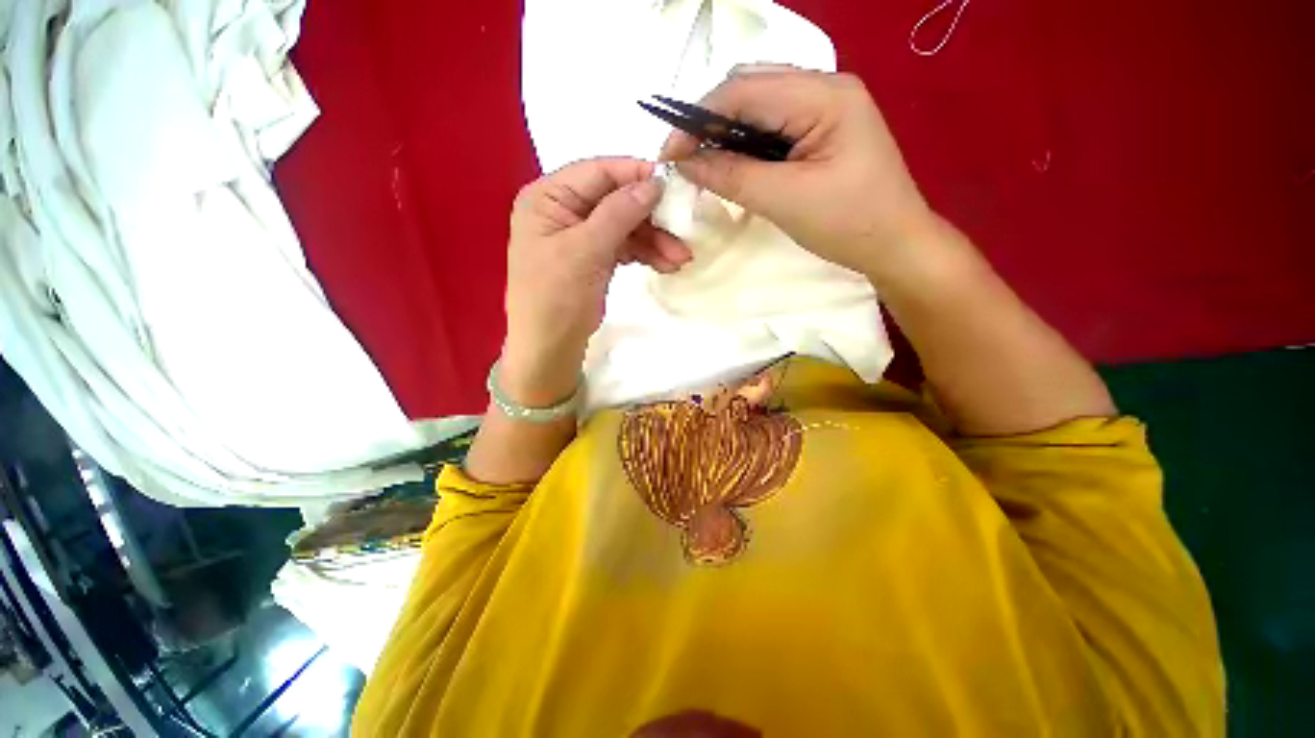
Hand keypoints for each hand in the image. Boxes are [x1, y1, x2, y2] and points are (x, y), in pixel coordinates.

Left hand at [502, 157, 691, 404]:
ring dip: (654, 241)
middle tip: (682, 235)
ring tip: (681, 259)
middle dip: (650, 219)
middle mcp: (564, 210)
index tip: (672, 183)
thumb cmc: (557, 296)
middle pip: (616, 201)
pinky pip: (625, 246)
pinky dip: (645, 254)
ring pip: (625, 226)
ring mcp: (581, 235)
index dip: (635, 174)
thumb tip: (654, 182)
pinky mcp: (595, 257)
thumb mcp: (586, 251)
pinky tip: (666, 265)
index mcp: (549, 197)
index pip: (597, 172)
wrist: (550, 347)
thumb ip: (619, 212)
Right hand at [660, 66, 937, 282]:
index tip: (669, 154)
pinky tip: (733, 163)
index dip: (698, 118)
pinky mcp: (822, 129)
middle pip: (751, 87)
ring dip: (726, 132)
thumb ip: (732, 176)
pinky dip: (745, 143)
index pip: (745, 90)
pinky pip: (773, 125)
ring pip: (759, 105)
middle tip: (685, 159)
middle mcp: (825, 87)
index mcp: (824, 95)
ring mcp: (825, 107)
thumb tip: (686, 162)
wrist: (895, 245)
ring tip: (703, 163)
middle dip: (709, 121)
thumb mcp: (785, 201)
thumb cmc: (849, 224)